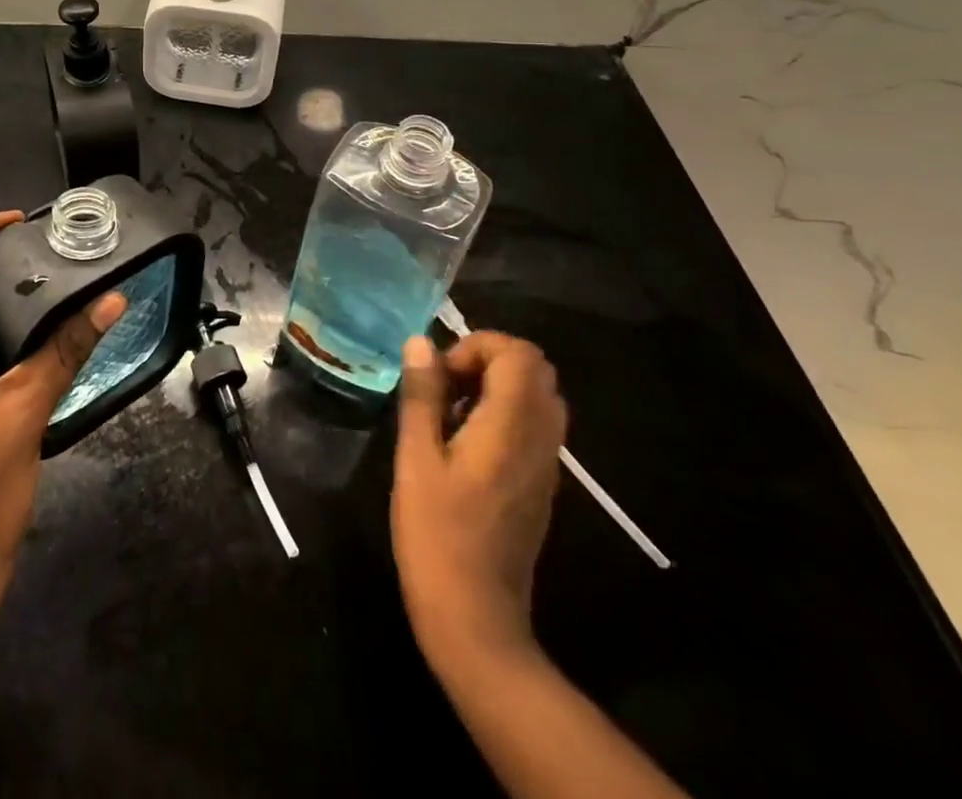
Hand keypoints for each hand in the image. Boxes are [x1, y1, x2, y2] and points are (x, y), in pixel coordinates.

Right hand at [390, 331, 567, 675]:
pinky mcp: (540, 484)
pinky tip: (463, 443)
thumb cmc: (436, 534)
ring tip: (450, 410)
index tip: (440, 374)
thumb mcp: (415, 459)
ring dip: (496, 386)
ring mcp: (546, 464)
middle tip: (444, 385)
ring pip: (538, 396)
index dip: (477, 346)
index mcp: (511, 426)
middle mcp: (540, 438)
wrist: (476, 619)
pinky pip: (534, 425)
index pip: (518, 353)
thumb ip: (421, 395)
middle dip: (487, 360)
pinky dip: (504, 413)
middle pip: (535, 369)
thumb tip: (421, 342)